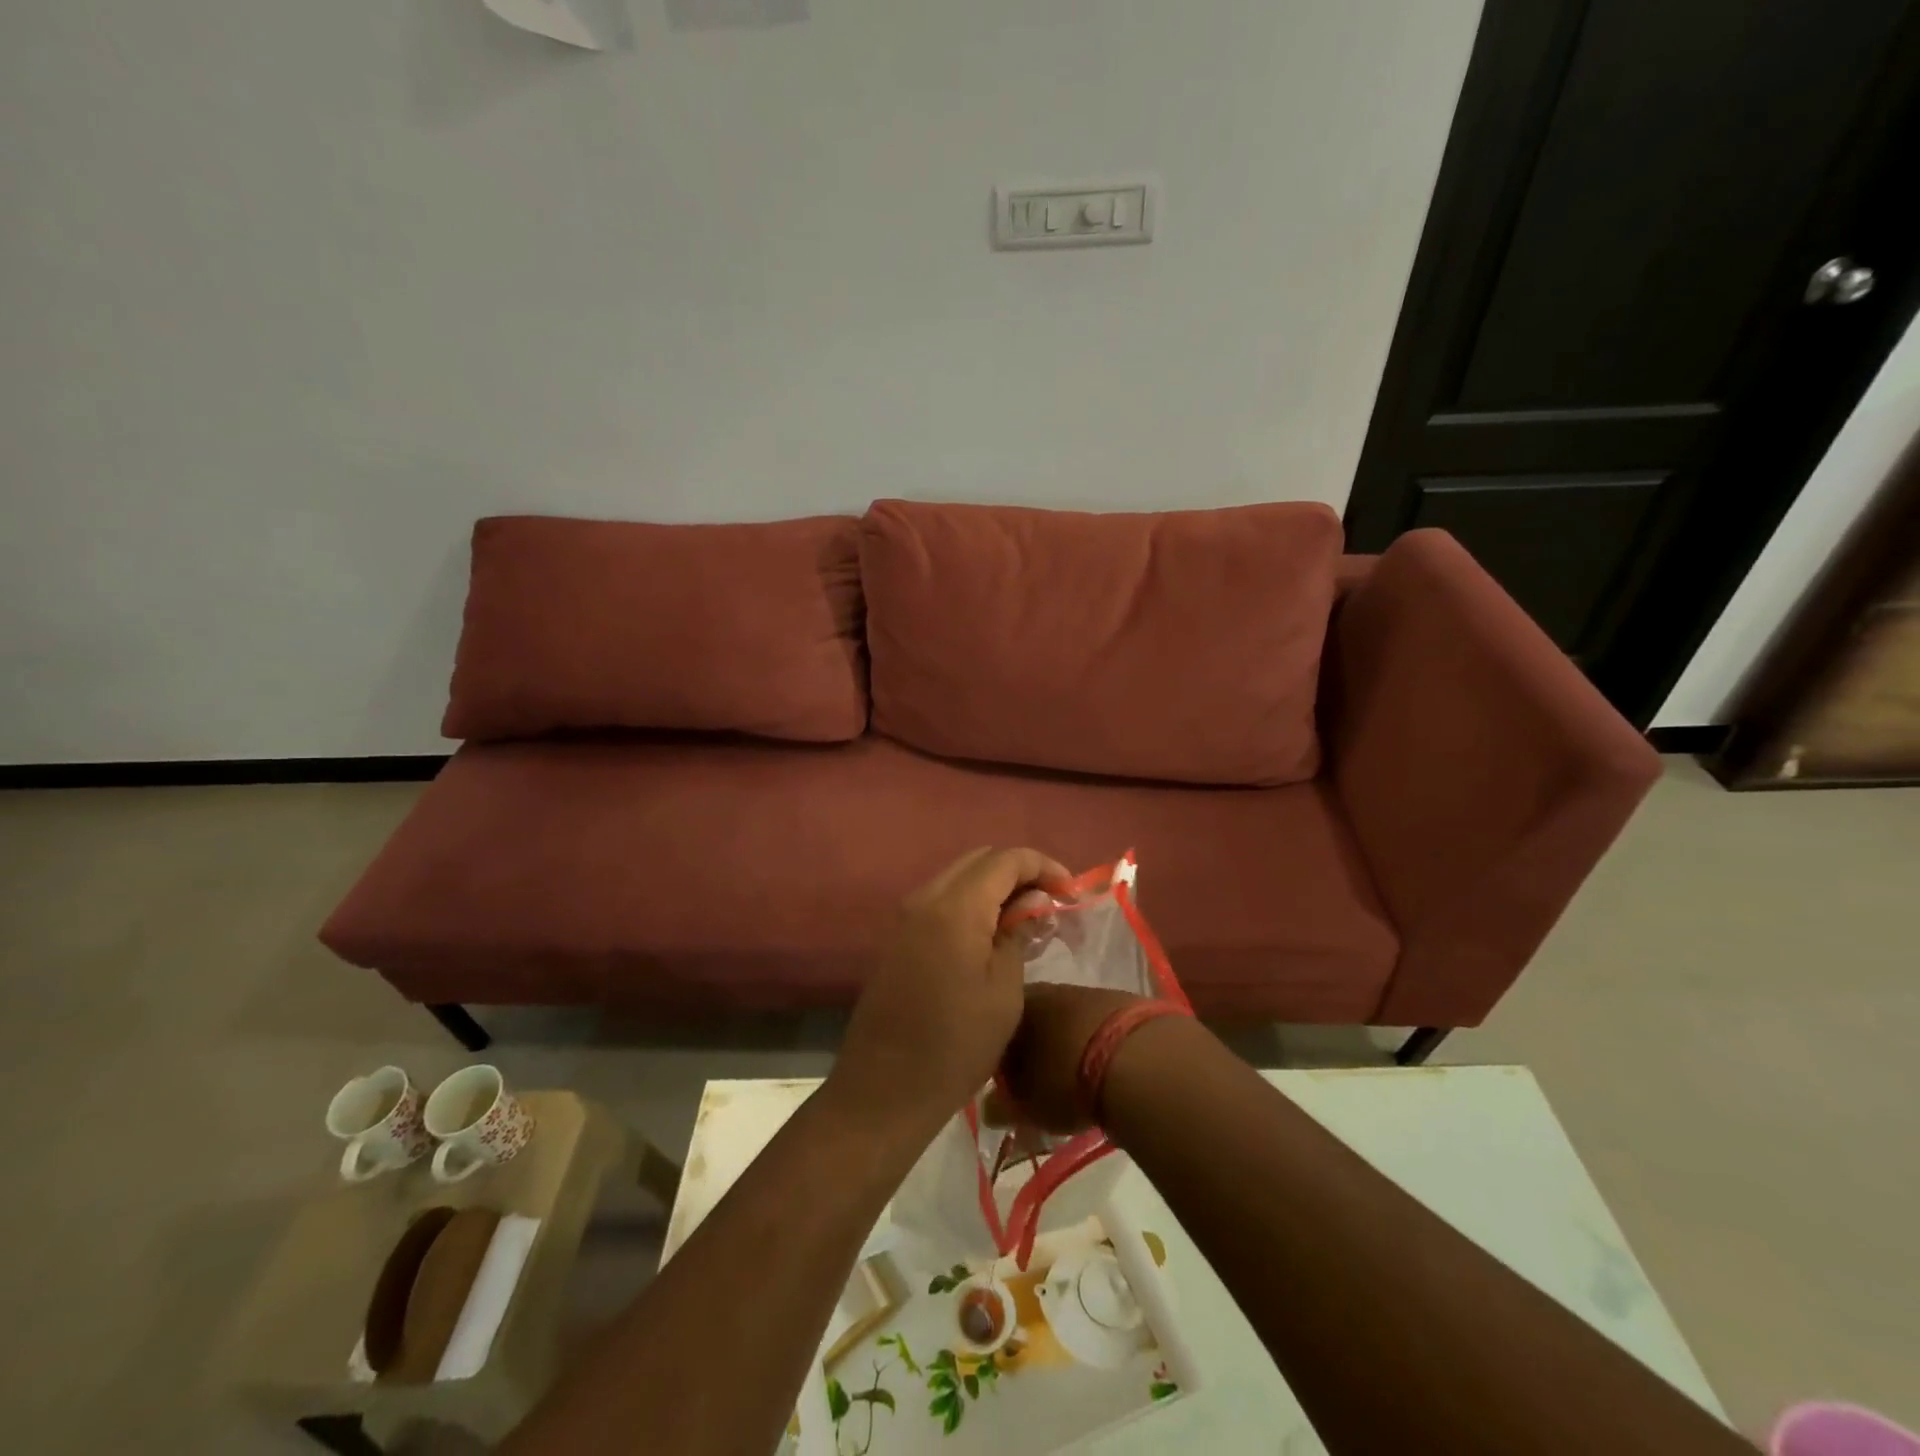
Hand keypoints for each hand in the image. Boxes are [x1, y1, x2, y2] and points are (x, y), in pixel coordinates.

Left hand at [831, 848, 1071, 1138]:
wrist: (884, 1088)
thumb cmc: (956, 1045)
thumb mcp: (1004, 992)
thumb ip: (1018, 934)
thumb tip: (1032, 902)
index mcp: (955, 908)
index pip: (1005, 859)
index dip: (1043, 866)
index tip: (1071, 892)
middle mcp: (925, 899)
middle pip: (978, 860)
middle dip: (1019, 872)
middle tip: (1050, 904)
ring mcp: (905, 918)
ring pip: (958, 878)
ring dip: (993, 888)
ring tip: (1025, 920)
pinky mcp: (897, 938)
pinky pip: (940, 902)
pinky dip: (970, 904)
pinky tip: (990, 935)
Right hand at [997, 983, 1145, 1132]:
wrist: (1135, 1057)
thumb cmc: (1066, 1081)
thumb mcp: (1027, 1105)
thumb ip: (1001, 1106)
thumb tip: (988, 1108)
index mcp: (1016, 1008)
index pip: (996, 1027)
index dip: (998, 1055)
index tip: (1004, 1080)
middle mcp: (1046, 990)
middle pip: (1031, 1018)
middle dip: (1032, 1046)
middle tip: (1037, 1080)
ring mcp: (1084, 991)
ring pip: (1064, 1016)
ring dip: (1064, 1040)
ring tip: (1073, 1073)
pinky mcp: (1118, 999)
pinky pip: (1095, 1020)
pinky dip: (1094, 1038)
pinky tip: (1102, 1062)